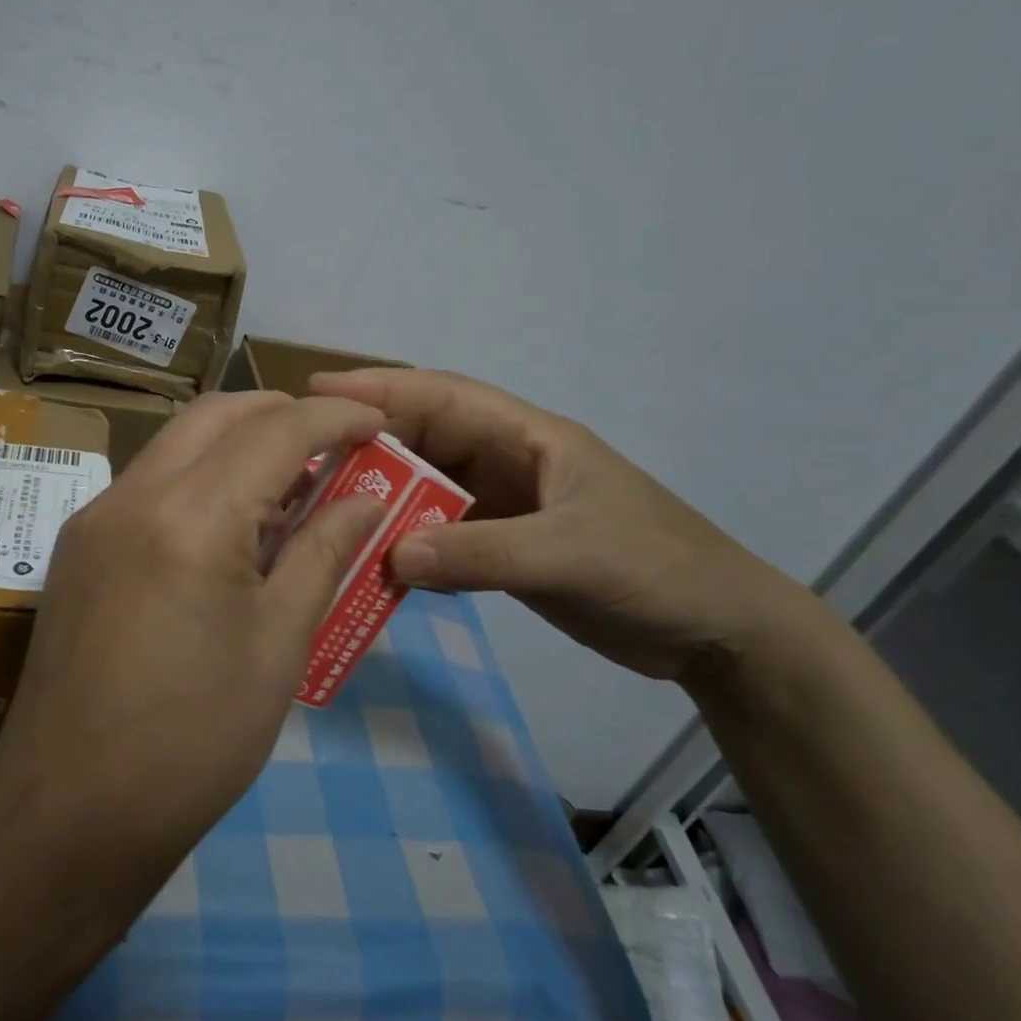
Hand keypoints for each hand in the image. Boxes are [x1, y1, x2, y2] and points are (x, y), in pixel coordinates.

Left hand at [0, 391, 387, 870]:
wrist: (69, 812)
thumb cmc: (193, 740)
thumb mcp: (278, 646)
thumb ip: (323, 553)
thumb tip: (366, 499)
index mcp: (189, 517)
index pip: (273, 431)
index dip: (333, 418)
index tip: (377, 424)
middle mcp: (132, 494)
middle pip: (215, 414)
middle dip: (280, 413)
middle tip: (334, 442)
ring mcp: (95, 516)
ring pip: (178, 440)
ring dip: (238, 441)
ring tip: (291, 484)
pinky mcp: (78, 543)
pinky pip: (150, 480)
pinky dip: (200, 475)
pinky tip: (232, 523)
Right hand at [309, 369, 812, 685]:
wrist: (717, 633)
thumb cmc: (656, 568)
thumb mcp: (570, 553)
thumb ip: (481, 554)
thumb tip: (390, 555)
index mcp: (527, 436)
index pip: (443, 396)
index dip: (381, 387)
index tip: (319, 388)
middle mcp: (507, 462)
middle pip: (424, 441)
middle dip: (369, 444)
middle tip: (304, 458)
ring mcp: (504, 507)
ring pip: (426, 490)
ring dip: (383, 499)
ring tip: (323, 509)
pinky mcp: (504, 548)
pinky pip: (441, 537)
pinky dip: (407, 546)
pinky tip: (372, 562)